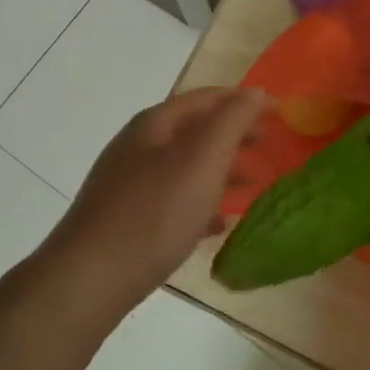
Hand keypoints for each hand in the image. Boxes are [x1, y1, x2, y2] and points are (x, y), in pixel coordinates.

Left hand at [41, 86, 265, 320]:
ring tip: (253, 184)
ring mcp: (128, 183)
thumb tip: (255, 91)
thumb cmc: (154, 213)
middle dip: (234, 135)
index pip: (207, 98)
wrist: (90, 278)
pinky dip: (201, 202)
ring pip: (185, 166)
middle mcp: (138, 147)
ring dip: (221, 170)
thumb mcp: (201, 160)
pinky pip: (173, 201)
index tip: (279, 113)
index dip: (244, 101)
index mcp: (155, 125)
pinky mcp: (126, 218)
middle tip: (269, 146)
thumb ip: (231, 122)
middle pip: (195, 130)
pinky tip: (219, 223)